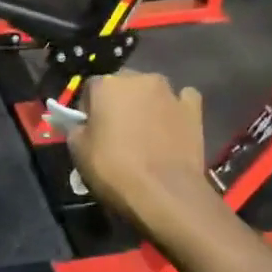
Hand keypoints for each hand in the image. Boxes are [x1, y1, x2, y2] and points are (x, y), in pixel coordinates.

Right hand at [70, 72, 215, 231]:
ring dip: (146, 104)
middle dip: (118, 102)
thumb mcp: (78, 151)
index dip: (88, 109)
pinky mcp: (194, 109)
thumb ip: (77, 128)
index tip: (89, 130)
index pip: (90, 88)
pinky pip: (181, 101)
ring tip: (145, 133)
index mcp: (106, 84)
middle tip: (116, 131)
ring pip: (151, 91)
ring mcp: (170, 92)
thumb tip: (83, 125)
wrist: (165, 193)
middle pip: (122, 85)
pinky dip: (174, 110)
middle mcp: (139, 78)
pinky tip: (171, 128)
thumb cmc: (114, 169)